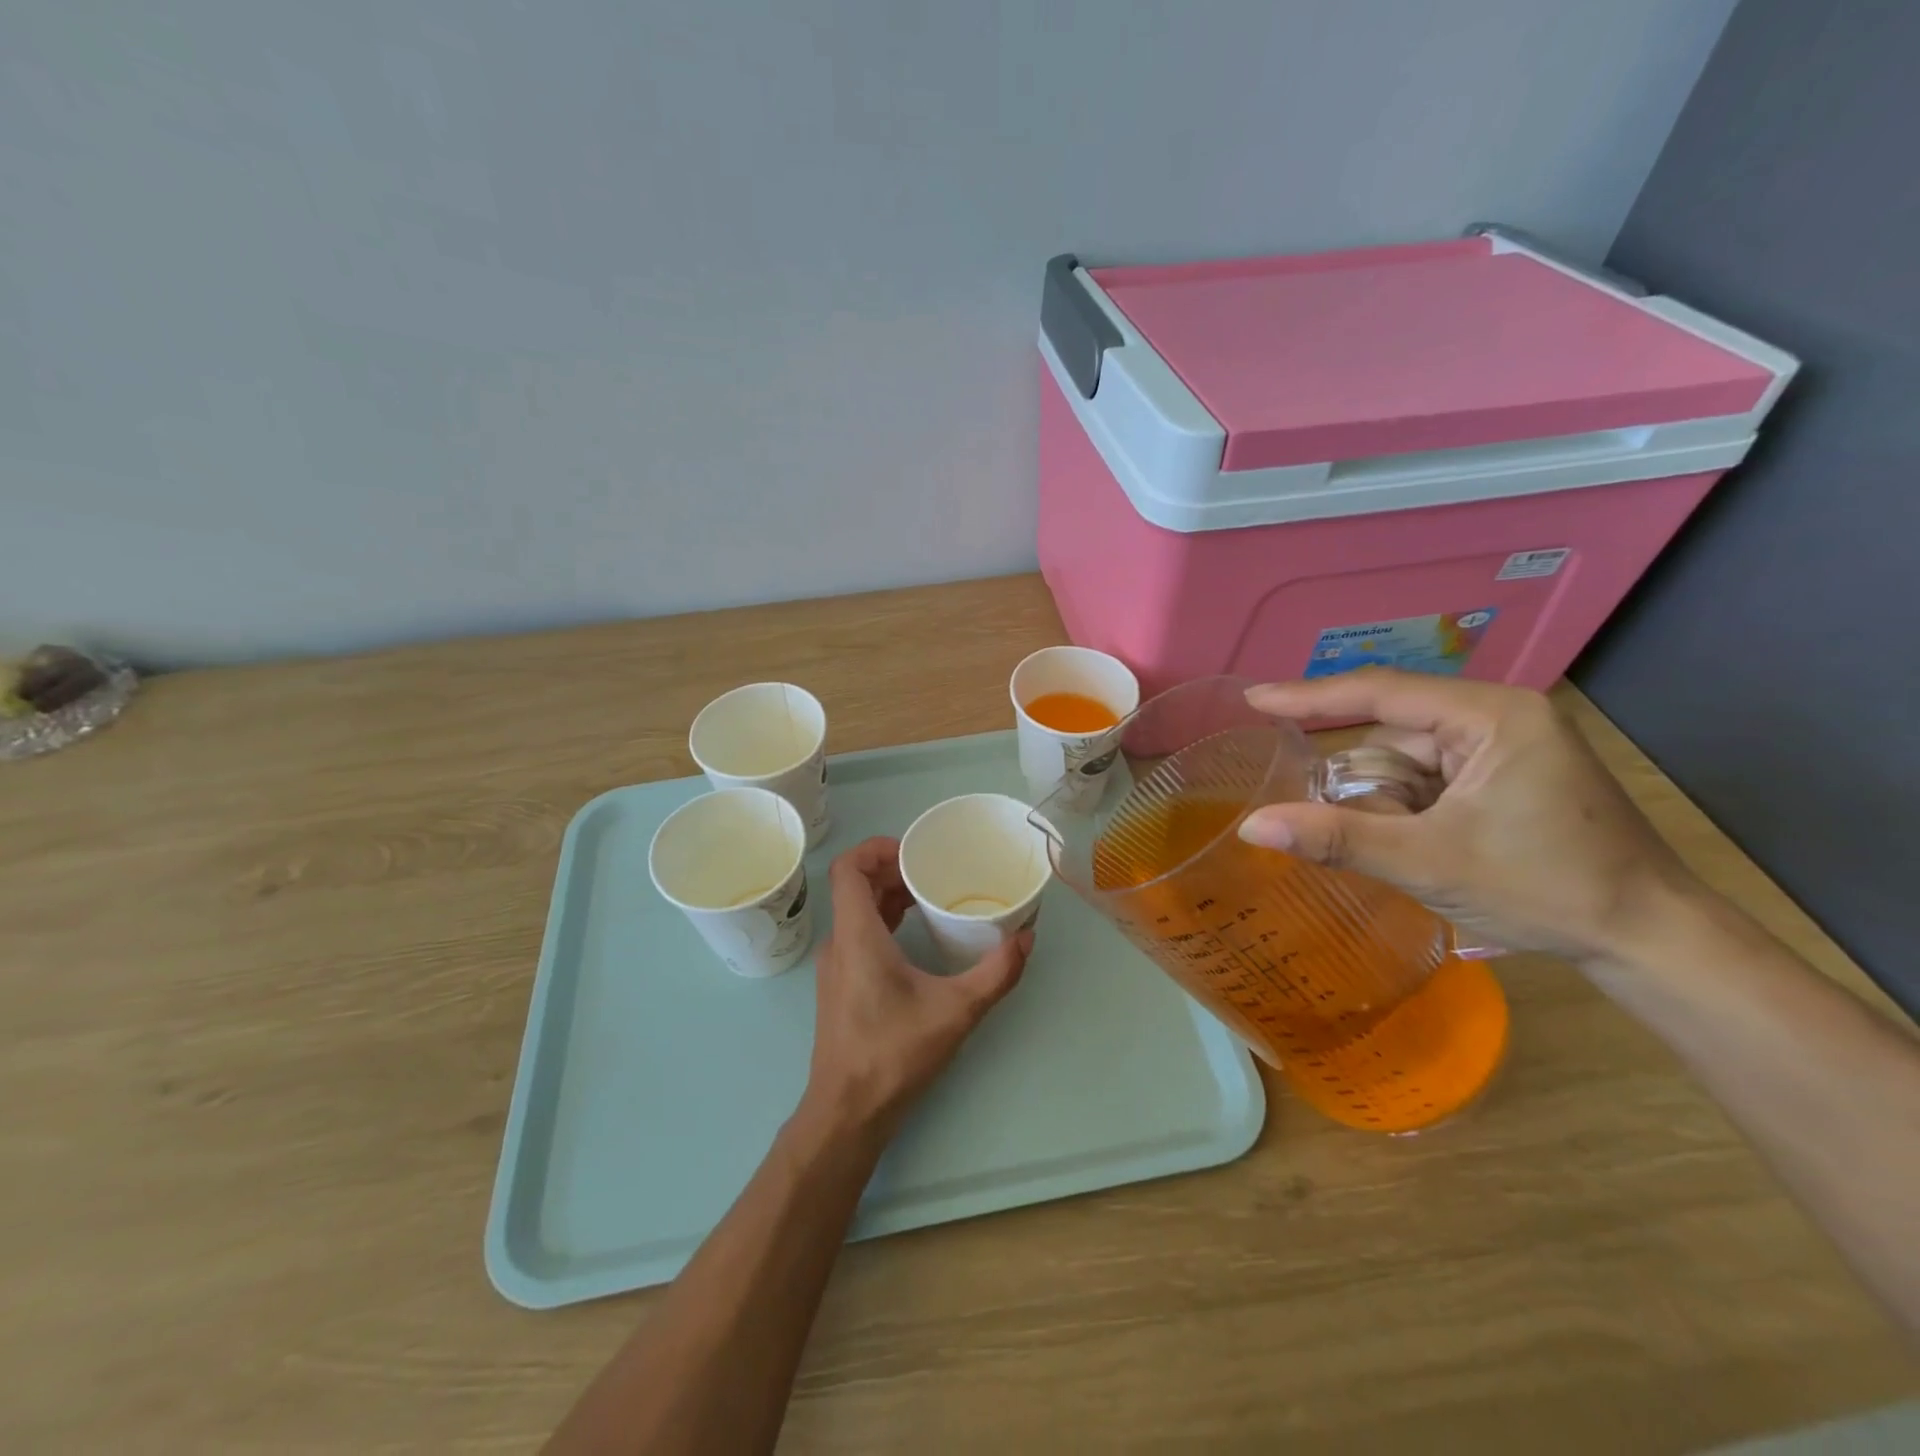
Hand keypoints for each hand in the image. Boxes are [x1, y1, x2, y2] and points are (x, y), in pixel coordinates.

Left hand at [802, 837, 1030, 1138]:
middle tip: (934, 870)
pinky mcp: (841, 985)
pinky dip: (884, 920)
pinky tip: (917, 934)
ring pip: (856, 910)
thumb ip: (996, 973)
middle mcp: (840, 942)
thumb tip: (1027, 937)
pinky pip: (859, 933)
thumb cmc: (894, 1054)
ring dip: (889, 895)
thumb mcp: (956, 1011)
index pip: (848, 868)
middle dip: (893, 869)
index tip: (915, 851)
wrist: (848, 1112)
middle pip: (855, 885)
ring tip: (931, 895)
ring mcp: (836, 965)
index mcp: (856, 935)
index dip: (877, 847)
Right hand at [1238, 670, 1705, 964]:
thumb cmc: (1546, 890)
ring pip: (1409, 765)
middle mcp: (1498, 718)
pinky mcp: (1507, 777)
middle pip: (1393, 737)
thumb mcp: (1429, 863)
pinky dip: (1410, 813)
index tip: (1253, 699)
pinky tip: (1423, 847)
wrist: (1652, 940)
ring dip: (1391, 807)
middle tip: (1363, 829)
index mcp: (1491, 716)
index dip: (1310, 696)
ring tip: (1413, 854)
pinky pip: (1431, 782)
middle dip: (1368, 787)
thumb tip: (1252, 826)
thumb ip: (1337, 838)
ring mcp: (1506, 748)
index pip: (1381, 693)